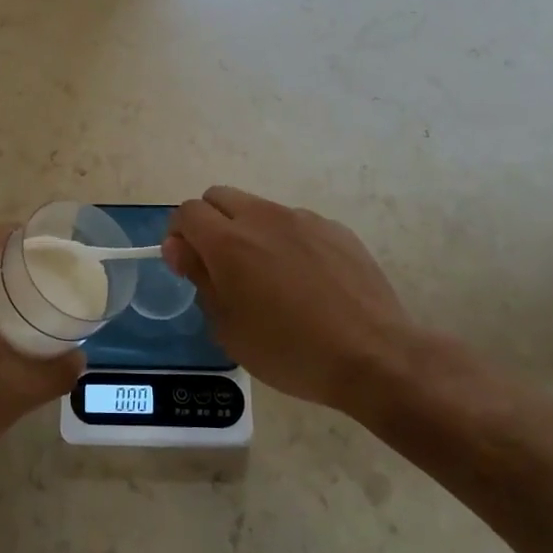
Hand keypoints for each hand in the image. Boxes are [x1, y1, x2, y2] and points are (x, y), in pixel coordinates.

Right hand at [165, 186, 461, 418]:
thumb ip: (199, 277)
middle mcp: (263, 218)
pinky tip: (307, 282)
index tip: (188, 264)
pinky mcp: (335, 228)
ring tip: (270, 277)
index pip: (187, 212)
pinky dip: (287, 242)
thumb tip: (179, 246)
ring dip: (250, 231)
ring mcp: (303, 219)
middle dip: (210, 222)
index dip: (180, 234)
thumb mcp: (228, 326)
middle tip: (221, 266)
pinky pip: (296, 224)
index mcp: (229, 242)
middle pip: (219, 197)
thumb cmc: (289, 350)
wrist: (372, 355)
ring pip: (259, 209)